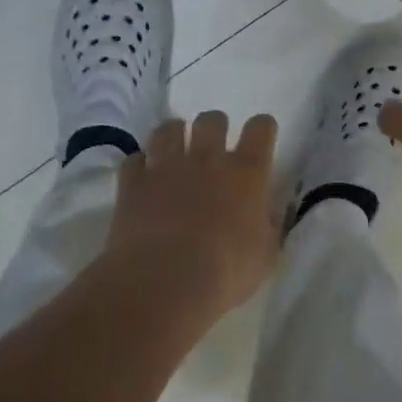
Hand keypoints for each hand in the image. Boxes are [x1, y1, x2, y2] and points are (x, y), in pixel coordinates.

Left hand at [103, 111, 280, 314]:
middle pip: (212, 120)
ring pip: (169, 129)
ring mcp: (167, 167)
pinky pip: (134, 160)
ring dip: (174, 135)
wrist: (165, 282)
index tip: (260, 137)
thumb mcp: (265, 255)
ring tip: (175, 150)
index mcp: (247, 173)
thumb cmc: (226, 272)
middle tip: (213, 147)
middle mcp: (208, 159)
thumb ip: (268, 227)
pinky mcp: (133, 183)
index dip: (262, 128)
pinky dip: (140, 166)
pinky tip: (143, 178)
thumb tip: (266, 216)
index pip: (261, 129)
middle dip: (214, 127)